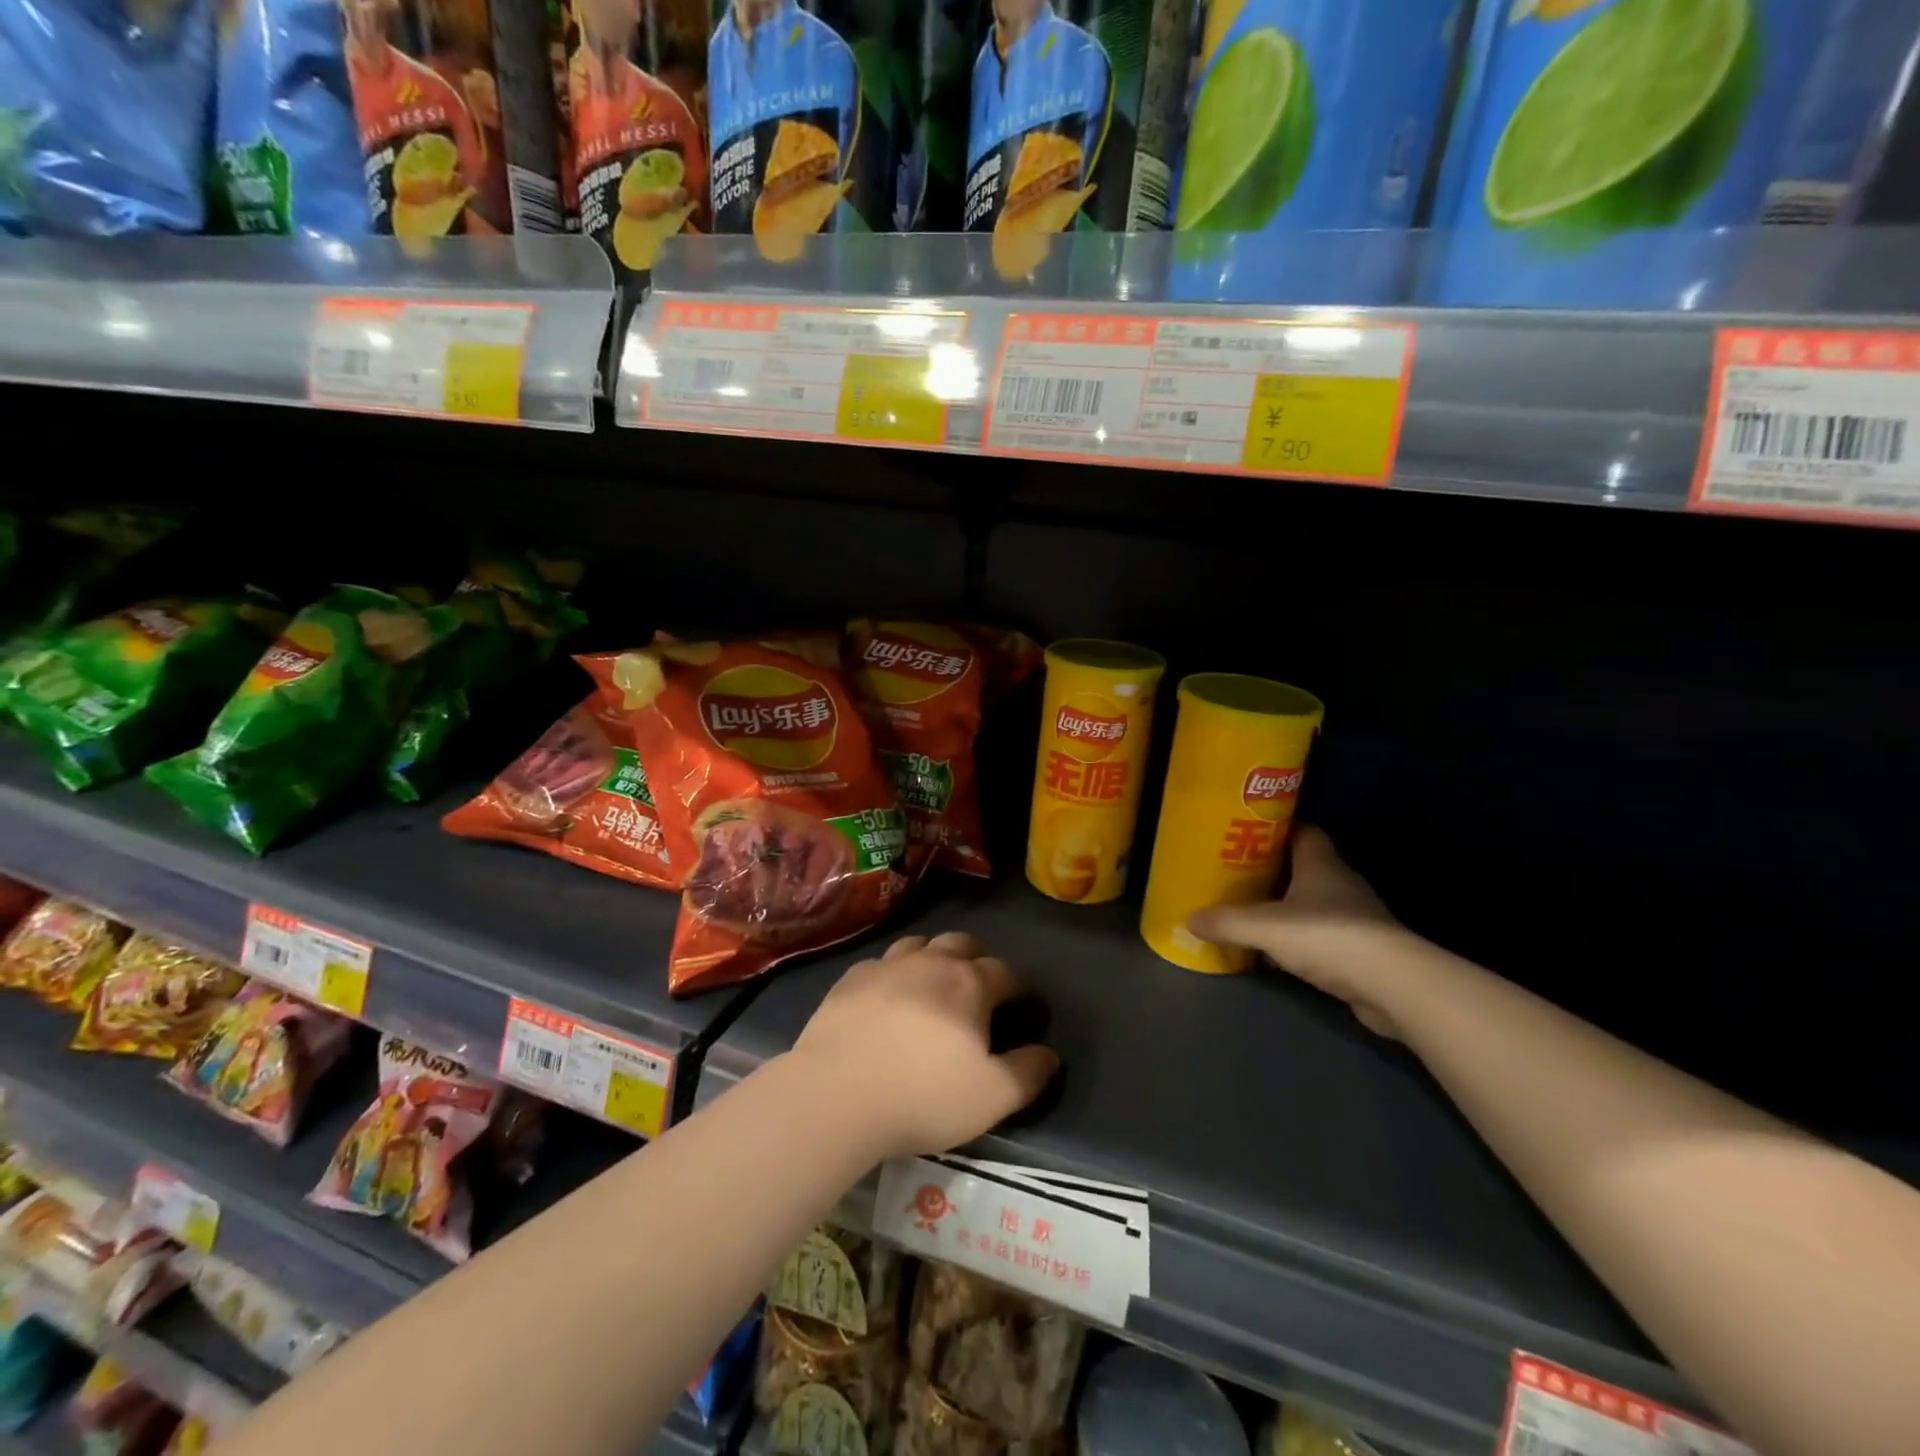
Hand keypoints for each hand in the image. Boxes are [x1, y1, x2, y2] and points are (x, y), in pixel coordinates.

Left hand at [791, 932, 1058, 1160]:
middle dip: (977, 959)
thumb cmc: (923, 1095)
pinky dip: (893, 973)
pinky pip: (881, 963)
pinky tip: (887, 996)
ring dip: (934, 957)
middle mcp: (931, 962)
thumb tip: (1050, 1054)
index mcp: (970, 984)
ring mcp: (887, 965)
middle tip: (978, 987)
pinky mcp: (851, 978)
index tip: (1020, 1007)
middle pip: (962, 943)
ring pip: (920, 945)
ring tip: (934, 984)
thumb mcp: (991, 1097)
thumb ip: (1027, 1074)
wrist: (837, 1093)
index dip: (1017, 988)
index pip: (1005, 972)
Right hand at [1188, 826, 1405, 1037]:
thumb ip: (1227, 922)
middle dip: (1272, 869)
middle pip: (1303, 866)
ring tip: (1249, 911)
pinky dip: (1299, 938)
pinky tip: (1275, 950)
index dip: (1276, 829)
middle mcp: (1340, 883)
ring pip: (1311, 902)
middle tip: (1236, 873)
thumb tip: (1189, 919)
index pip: (1303, 831)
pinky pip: (1320, 935)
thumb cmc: (1327, 937)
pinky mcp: (1360, 950)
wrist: (1392, 986)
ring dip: (1285, 906)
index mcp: (1321, 863)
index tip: (1246, 834)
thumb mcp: (1265, 927)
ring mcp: (1354, 917)